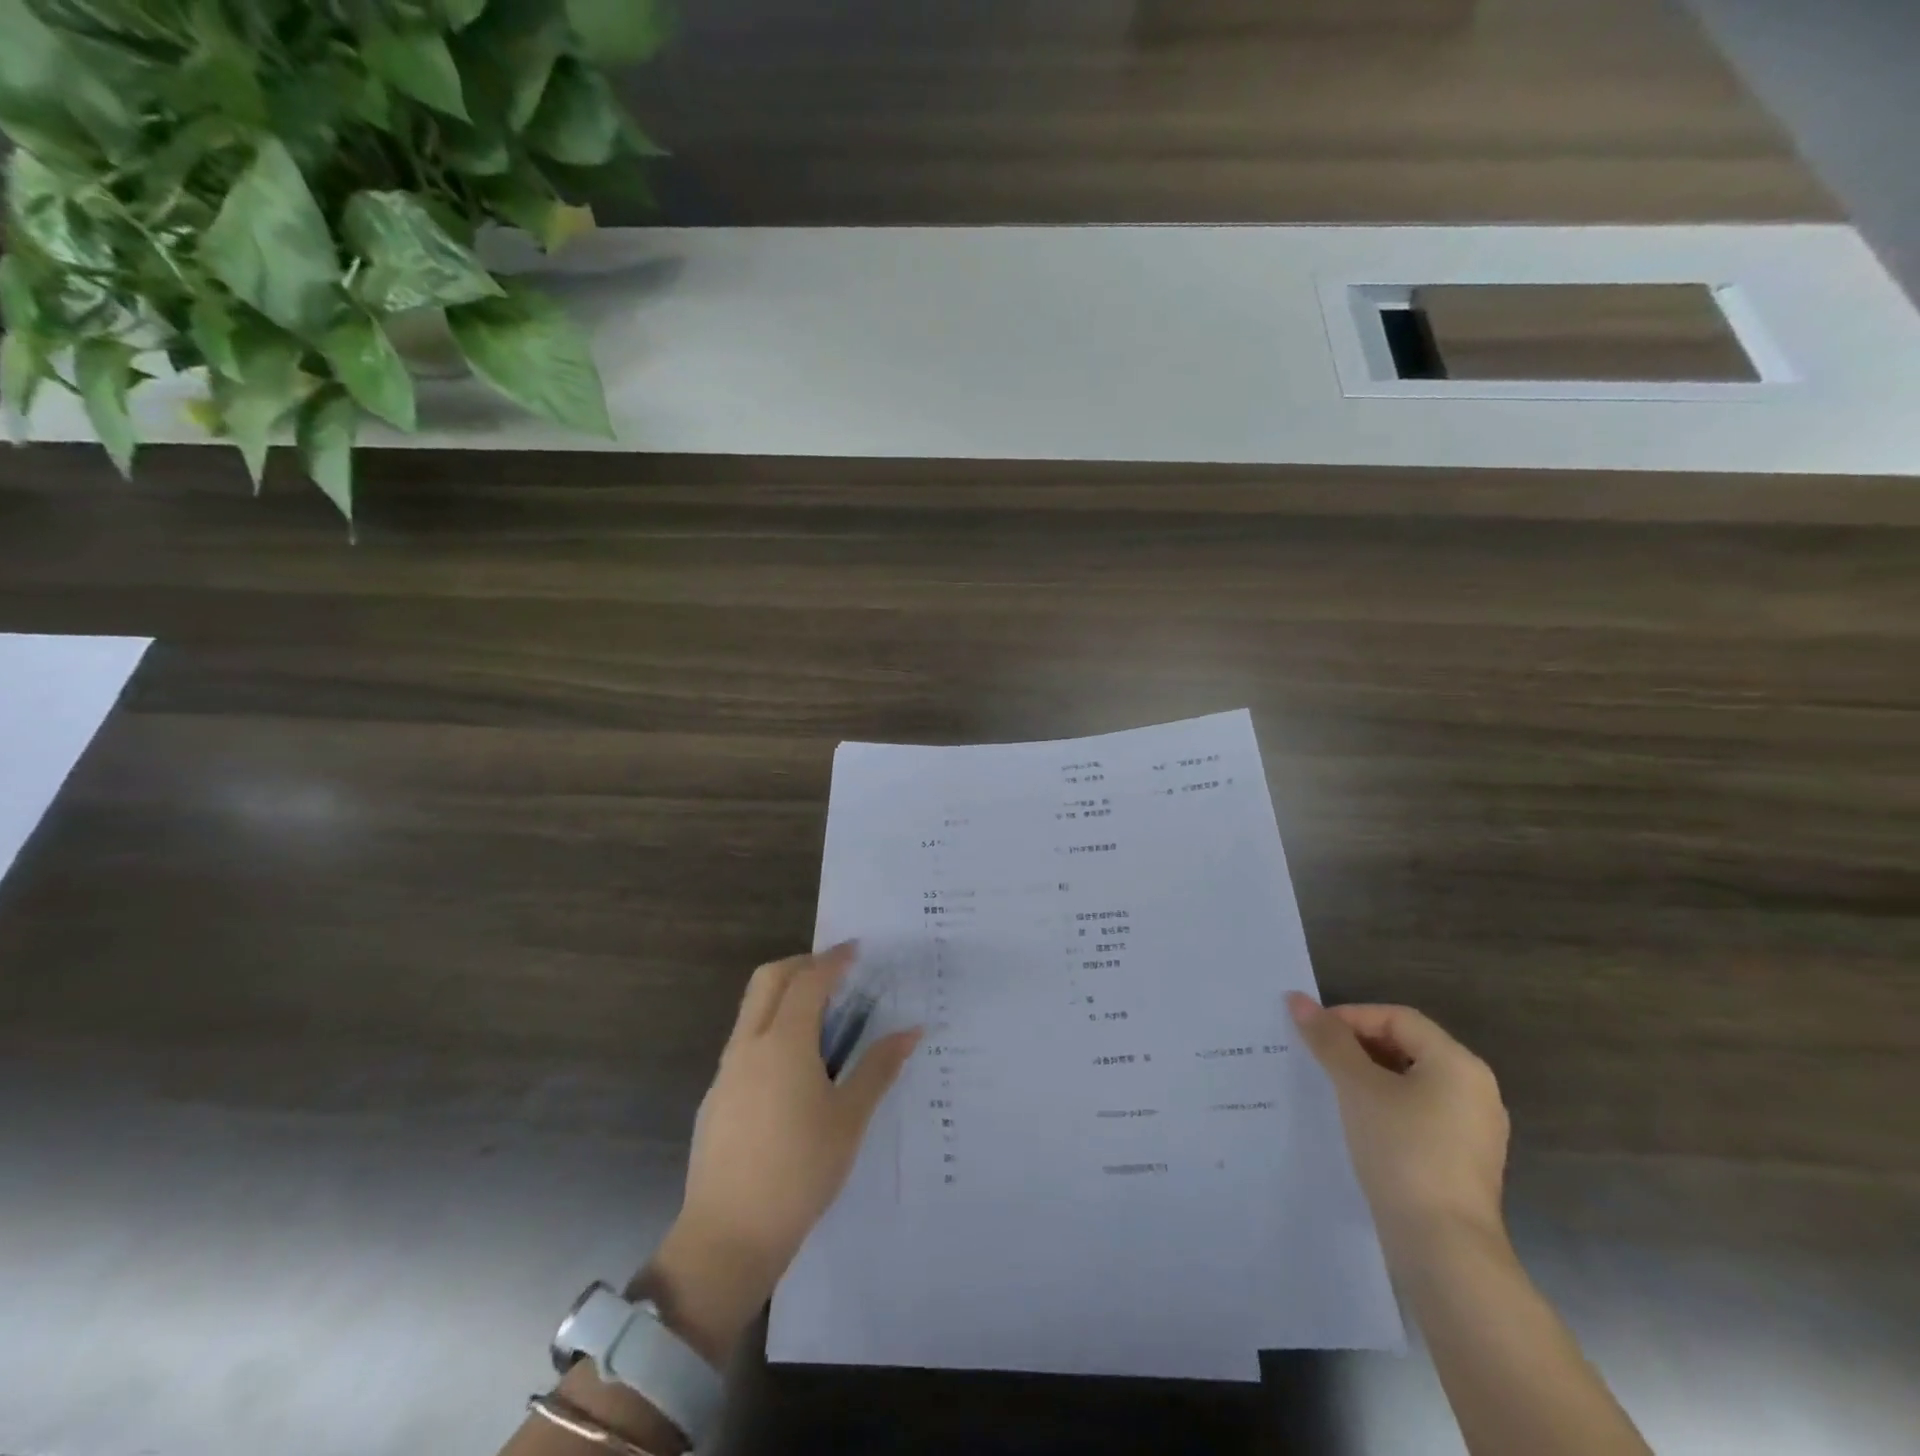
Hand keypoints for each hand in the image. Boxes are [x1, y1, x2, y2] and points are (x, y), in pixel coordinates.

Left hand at [647, 944, 920, 1361]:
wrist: (728, 1237)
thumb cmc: (800, 1172)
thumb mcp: (850, 1119)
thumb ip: (879, 1068)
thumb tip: (912, 1030)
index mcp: (784, 1043)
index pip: (809, 981)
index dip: (834, 960)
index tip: (856, 950)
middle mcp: (749, 1045)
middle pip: (769, 980)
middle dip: (801, 964)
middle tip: (835, 972)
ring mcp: (727, 1071)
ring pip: (752, 1009)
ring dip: (783, 995)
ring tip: (821, 1017)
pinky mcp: (716, 1098)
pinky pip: (745, 1042)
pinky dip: (771, 1029)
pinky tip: (794, 1068)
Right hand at [1287, 994, 1509, 1261]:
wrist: (1444, 1247)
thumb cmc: (1402, 1151)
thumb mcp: (1357, 1087)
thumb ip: (1328, 1040)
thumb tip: (1297, 999)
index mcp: (1458, 1063)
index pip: (1397, 1017)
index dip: (1351, 1017)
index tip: (1312, 1033)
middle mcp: (1475, 1089)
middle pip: (1407, 1046)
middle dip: (1357, 1046)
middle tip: (1316, 1056)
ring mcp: (1474, 1128)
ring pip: (1411, 1081)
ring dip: (1369, 1076)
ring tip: (1329, 1086)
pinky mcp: (1464, 1159)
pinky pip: (1419, 1112)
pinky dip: (1386, 1105)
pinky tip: (1356, 1121)